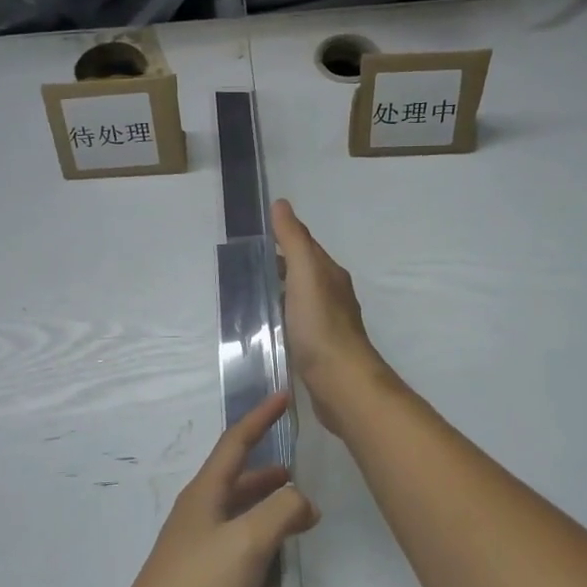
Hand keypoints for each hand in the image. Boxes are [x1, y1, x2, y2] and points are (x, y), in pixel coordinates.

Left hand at [101, 394, 319, 586]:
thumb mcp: (247, 541)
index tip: (282, 396)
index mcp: (205, 496)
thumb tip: (303, 500)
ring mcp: (196, 560)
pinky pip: (236, 579)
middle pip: (236, 485)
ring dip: (266, 522)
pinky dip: (258, 579)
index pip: (235, 443)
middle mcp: (198, 521)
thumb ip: (281, 511)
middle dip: (267, 476)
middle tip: (299, 473)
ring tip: (299, 523)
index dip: (260, 418)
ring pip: (238, 529)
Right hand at [272, 200, 391, 435]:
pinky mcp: (319, 350)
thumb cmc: (321, 324)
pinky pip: (298, 326)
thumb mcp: (304, 274)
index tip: (256, 238)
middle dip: (280, 267)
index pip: (306, 248)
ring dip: (281, 294)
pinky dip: (283, 320)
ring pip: (300, 300)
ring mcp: (327, 325)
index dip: (285, 239)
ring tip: (250, 295)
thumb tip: (281, 204)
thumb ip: (293, 240)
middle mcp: (333, 296)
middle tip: (245, 267)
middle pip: (304, 273)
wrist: (340, 382)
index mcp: (330, 275)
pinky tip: (267, 328)